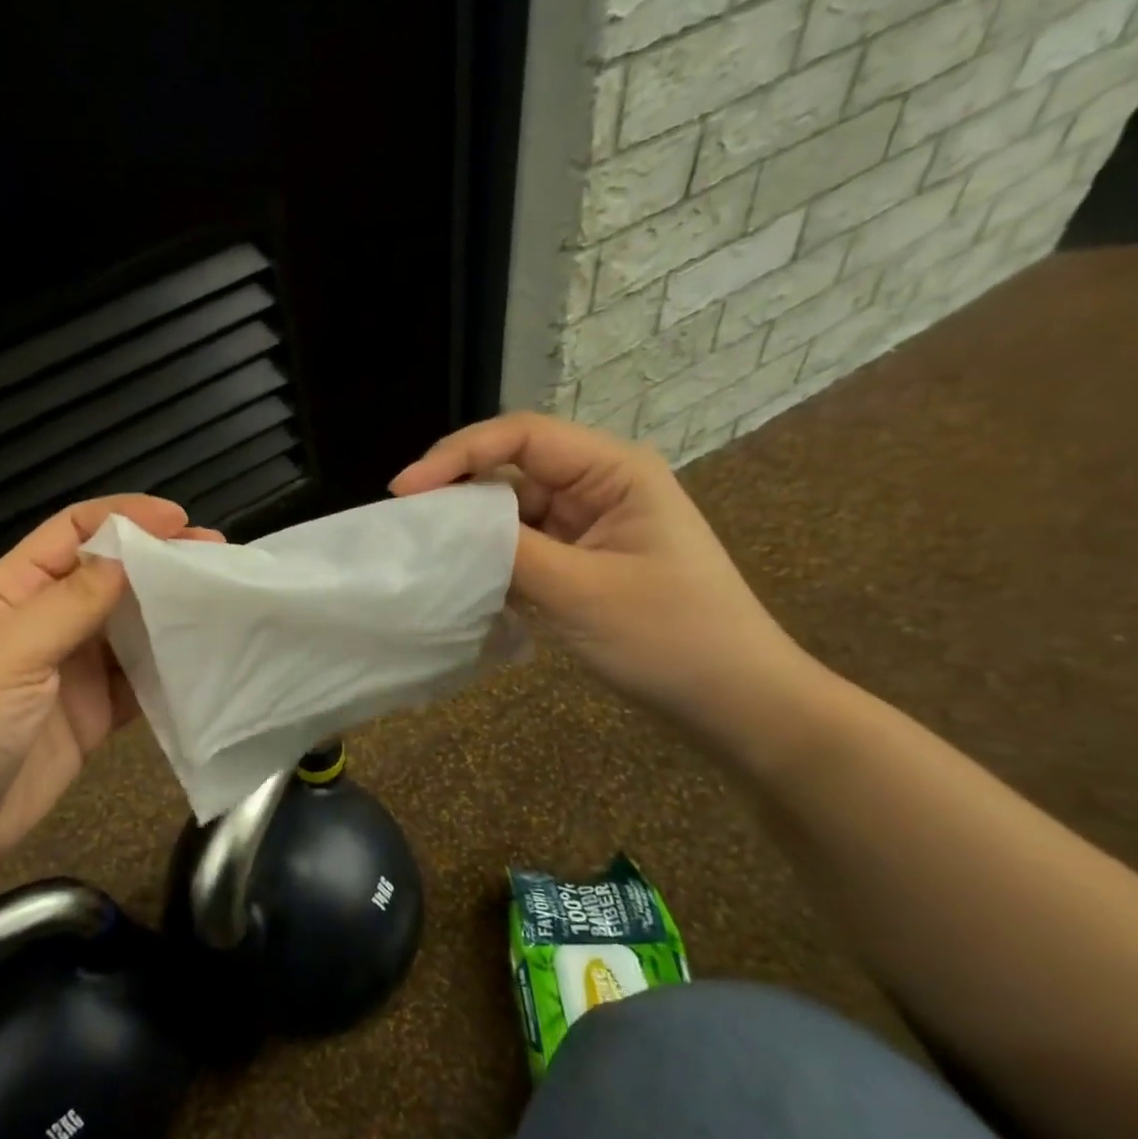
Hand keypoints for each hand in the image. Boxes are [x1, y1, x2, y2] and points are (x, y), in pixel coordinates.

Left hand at [0, 494, 216, 889]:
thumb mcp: (6, 654)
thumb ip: (70, 605)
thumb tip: (128, 558)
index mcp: (10, 592)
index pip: (71, 533)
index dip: (124, 518)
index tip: (180, 521)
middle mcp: (44, 624)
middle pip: (109, 578)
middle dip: (160, 563)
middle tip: (217, 560)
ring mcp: (70, 672)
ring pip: (129, 628)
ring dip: (170, 614)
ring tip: (223, 603)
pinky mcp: (91, 716)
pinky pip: (138, 682)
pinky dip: (169, 670)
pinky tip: (204, 660)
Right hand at [390, 412, 814, 743]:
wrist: (733, 702)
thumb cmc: (671, 637)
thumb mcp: (581, 592)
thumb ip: (508, 552)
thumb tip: (442, 528)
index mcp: (614, 471)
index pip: (522, 436)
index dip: (457, 454)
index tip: (404, 491)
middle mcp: (599, 486)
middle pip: (512, 469)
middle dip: (458, 492)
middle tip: (406, 525)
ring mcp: (589, 526)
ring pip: (512, 512)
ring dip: (472, 531)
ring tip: (425, 554)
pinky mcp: (580, 562)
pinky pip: (523, 547)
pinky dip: (492, 560)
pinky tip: (462, 579)